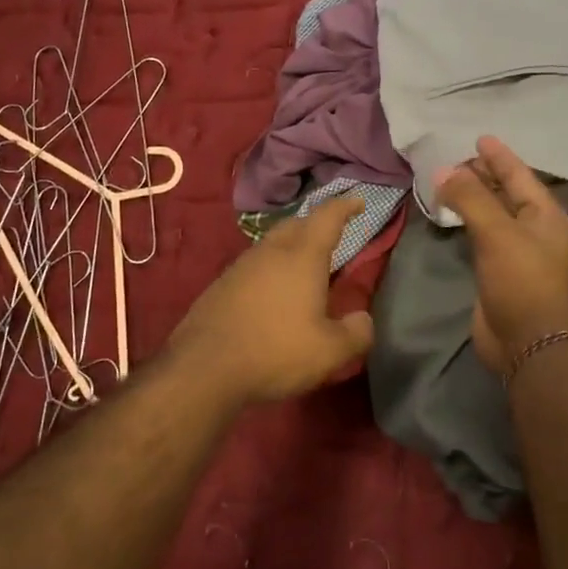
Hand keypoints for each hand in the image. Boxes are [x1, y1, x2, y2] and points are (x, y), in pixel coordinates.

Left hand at [167, 194, 374, 406]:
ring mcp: (241, 266)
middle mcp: (271, 252)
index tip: (357, 200)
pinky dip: (270, 269)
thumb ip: (356, 333)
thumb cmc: (275, 352)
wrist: (204, 367)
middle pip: (296, 224)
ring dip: (290, 247)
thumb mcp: (329, 352)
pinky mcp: (221, 285)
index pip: (327, 217)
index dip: (345, 206)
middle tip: (331, 235)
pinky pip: (254, 266)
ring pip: (272, 244)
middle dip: (315, 224)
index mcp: (302, 257)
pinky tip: (271, 294)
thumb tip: (363, 319)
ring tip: (303, 267)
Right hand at [436, 137, 567, 374]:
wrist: (527, 340)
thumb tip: (445, 170)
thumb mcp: (497, 232)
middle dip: (484, 174)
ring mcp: (517, 251)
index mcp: (545, 215)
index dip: (499, 156)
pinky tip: (452, 215)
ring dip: (473, 197)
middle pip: (507, 192)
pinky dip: (467, 221)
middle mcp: (534, 229)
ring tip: (449, 180)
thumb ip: (470, 198)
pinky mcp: (499, 271)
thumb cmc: (520, 280)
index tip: (480, 137)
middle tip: (456, 158)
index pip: (520, 175)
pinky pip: (482, 235)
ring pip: (493, 214)